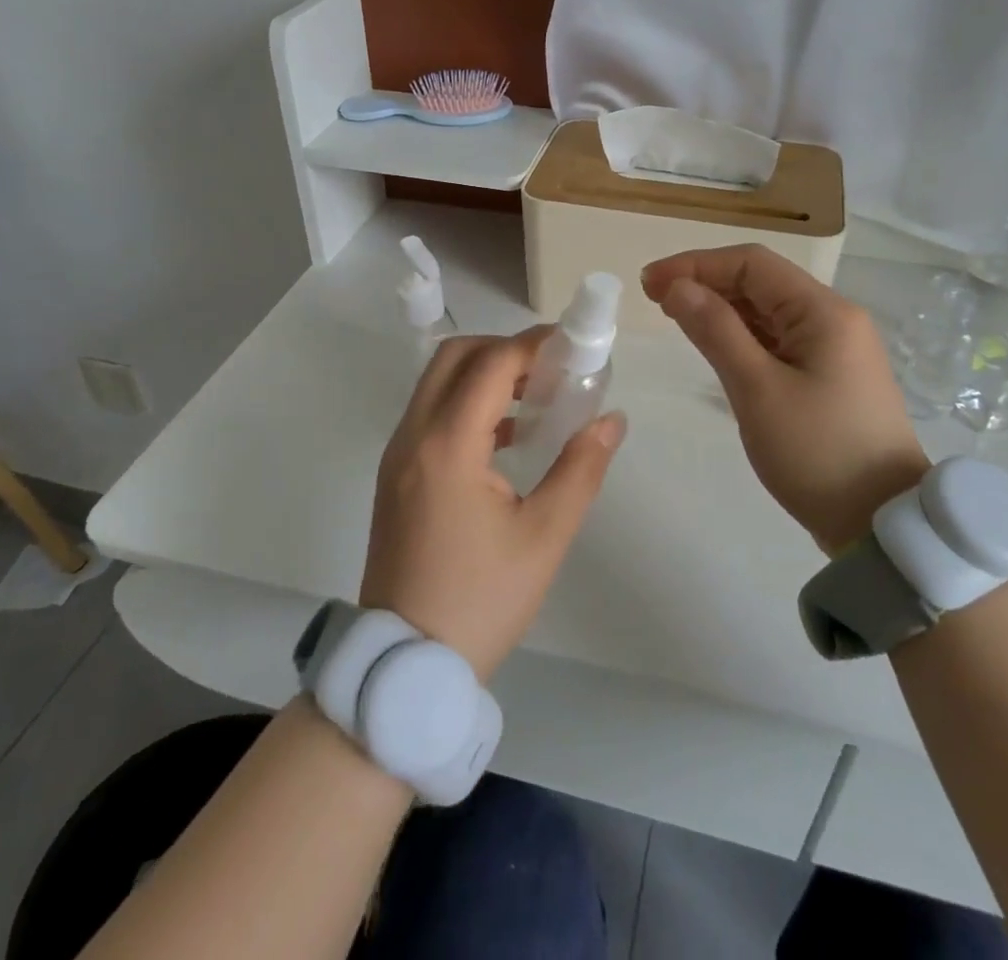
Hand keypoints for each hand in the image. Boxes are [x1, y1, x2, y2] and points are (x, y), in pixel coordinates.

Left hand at [360, 330, 625, 680]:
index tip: (574, 347)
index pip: (491, 364)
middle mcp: (414, 436)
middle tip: (551, 368)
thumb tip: (611, 420)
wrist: (406, 662)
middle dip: (505, 350)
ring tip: (538, 397)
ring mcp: (398, 454)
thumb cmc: (481, 600)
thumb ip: (580, 469)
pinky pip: (430, 413)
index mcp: (448, 445)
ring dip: (485, 374)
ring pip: (437, 382)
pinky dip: (467, 403)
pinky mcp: (396, 473)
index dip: (534, 345)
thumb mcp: (544, 537)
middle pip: (454, 356)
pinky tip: (508, 435)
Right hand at [643, 245, 927, 555]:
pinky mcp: (828, 374)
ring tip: (675, 316)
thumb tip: (677, 287)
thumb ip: (715, 330)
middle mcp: (833, 318)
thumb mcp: (757, 390)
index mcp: (823, 311)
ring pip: (768, 311)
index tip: (650, 282)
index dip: (696, 264)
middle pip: (761, 283)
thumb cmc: (816, 452)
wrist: (882, 524)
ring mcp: (834, 347)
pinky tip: (714, 342)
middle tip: (654, 299)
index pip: (751, 264)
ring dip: (721, 308)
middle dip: (706, 283)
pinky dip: (742, 335)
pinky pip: (778, 339)